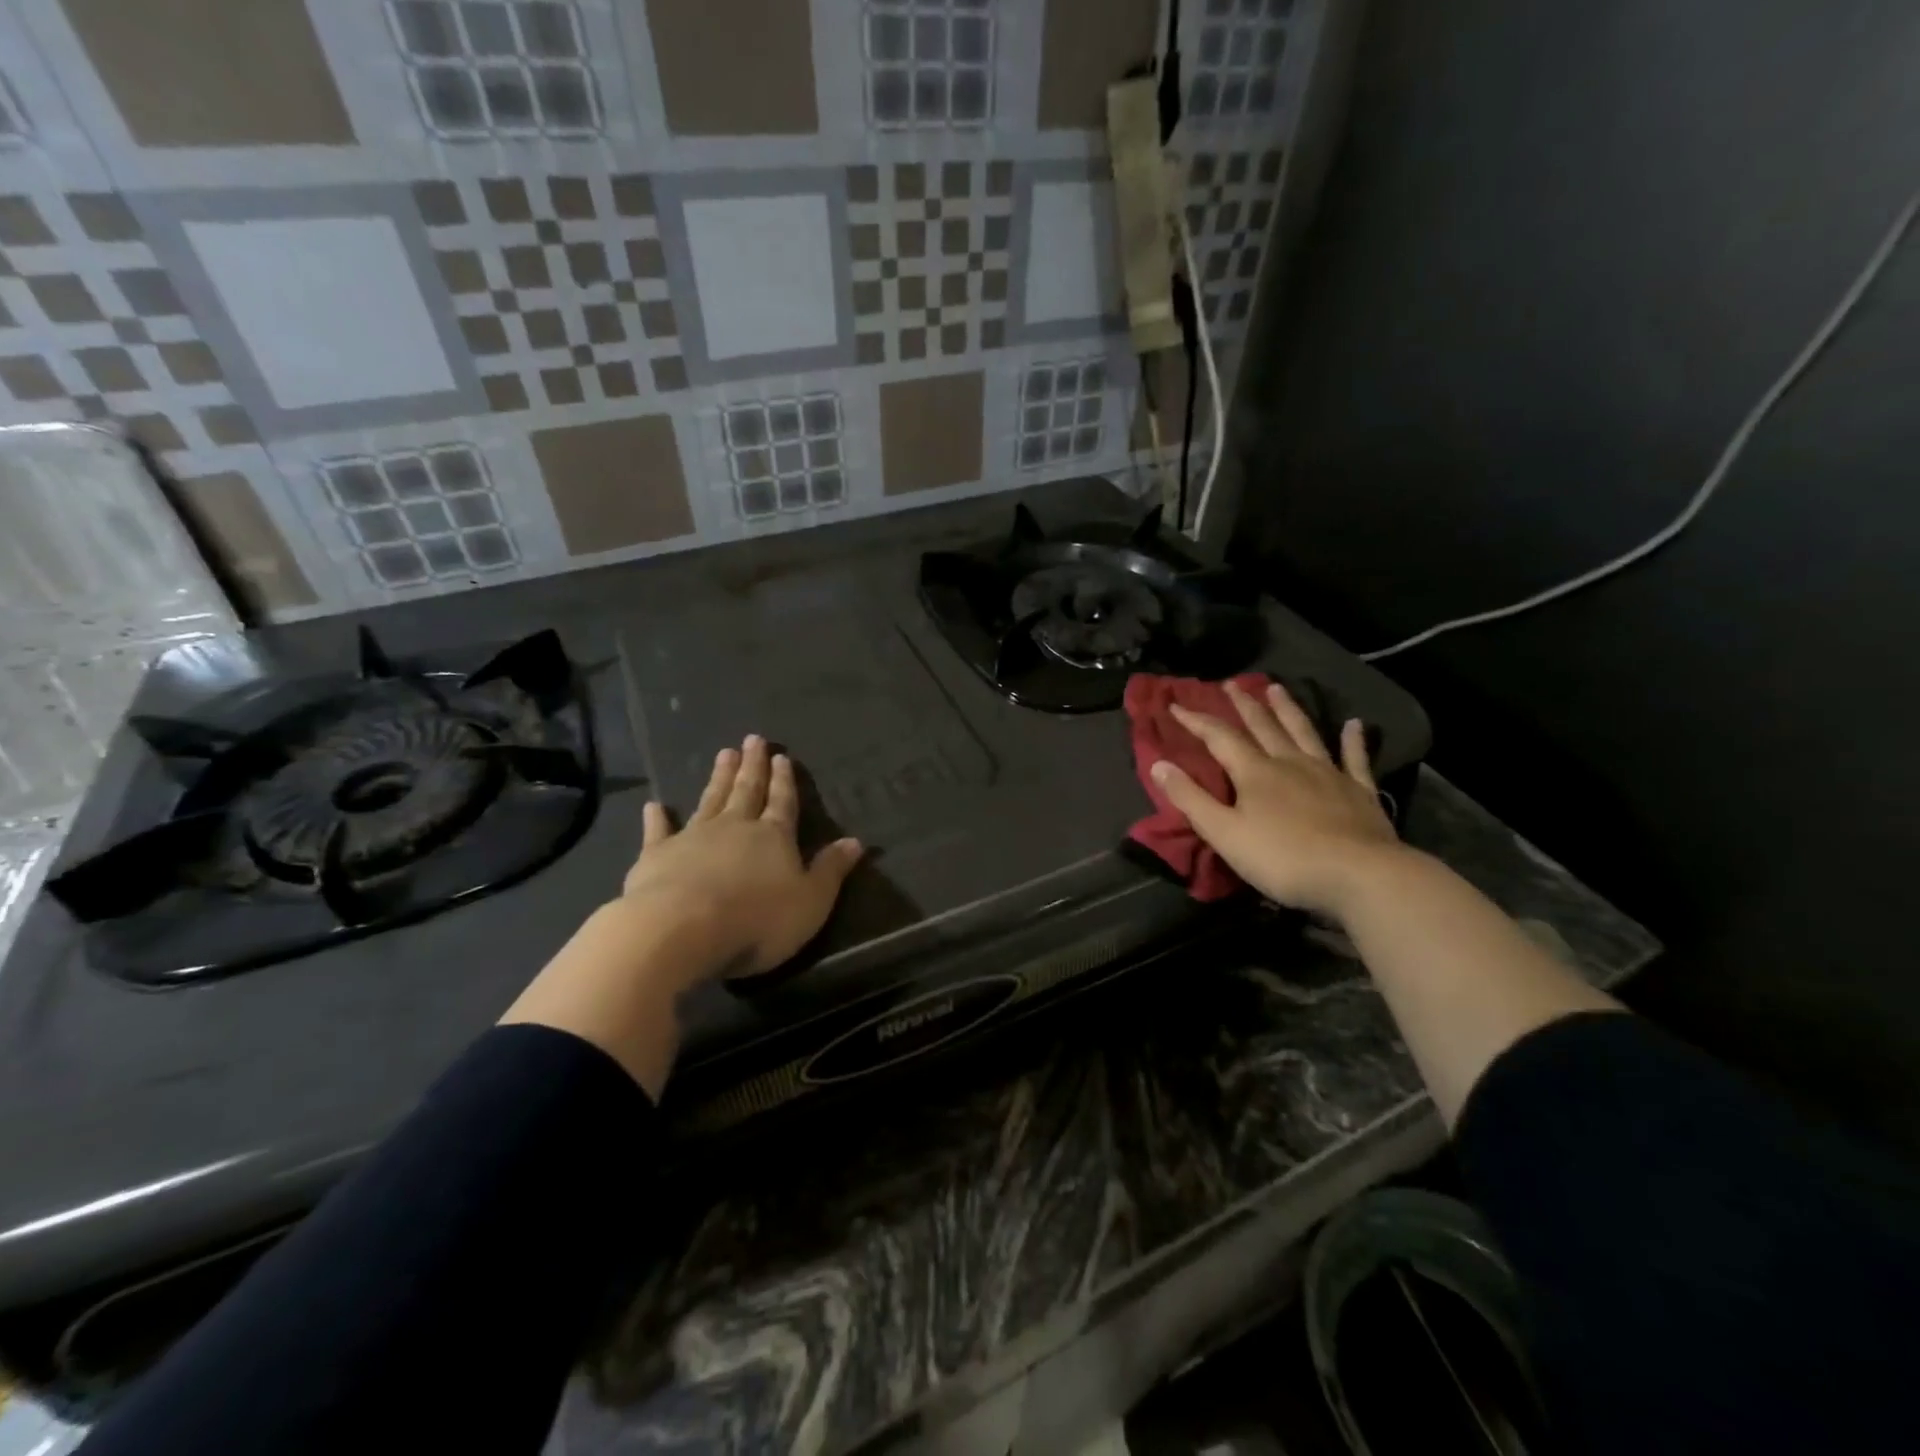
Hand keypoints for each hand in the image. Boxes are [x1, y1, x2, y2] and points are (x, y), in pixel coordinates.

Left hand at [502, 736, 860, 1095]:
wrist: (681, 929)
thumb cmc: (757, 919)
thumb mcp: (811, 901)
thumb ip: (831, 870)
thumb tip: (856, 841)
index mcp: (774, 837)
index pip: (783, 802)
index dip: (784, 781)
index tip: (782, 757)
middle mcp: (735, 827)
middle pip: (747, 791)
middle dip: (753, 767)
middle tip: (753, 739)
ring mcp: (694, 837)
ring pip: (710, 799)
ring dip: (719, 778)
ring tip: (724, 753)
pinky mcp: (657, 855)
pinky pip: (659, 831)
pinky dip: (658, 817)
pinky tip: (654, 805)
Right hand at [1150, 681, 1402, 918]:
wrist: (1358, 875)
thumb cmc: (1283, 858)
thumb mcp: (1224, 833)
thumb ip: (1191, 799)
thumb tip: (1158, 764)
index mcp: (1254, 773)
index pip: (1219, 738)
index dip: (1196, 720)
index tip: (1176, 705)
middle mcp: (1290, 762)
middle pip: (1263, 726)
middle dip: (1244, 704)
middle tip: (1231, 683)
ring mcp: (1328, 773)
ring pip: (1304, 732)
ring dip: (1288, 709)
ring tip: (1277, 688)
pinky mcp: (1359, 791)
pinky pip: (1354, 758)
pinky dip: (1353, 740)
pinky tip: (1354, 724)